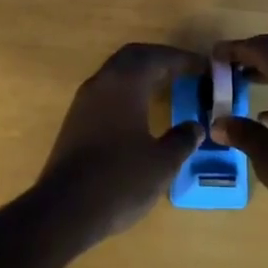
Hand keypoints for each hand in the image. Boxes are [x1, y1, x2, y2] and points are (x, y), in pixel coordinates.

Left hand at [39, 43, 203, 241]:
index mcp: (125, 83)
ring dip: (141, 72)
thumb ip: (182, 140)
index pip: (158, 57)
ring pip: (117, 72)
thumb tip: (195, 127)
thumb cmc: (119, 180)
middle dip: (160, 58)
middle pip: (133, 56)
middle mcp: (103, 82)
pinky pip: (107, 90)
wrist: (63, 211)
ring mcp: (84, 101)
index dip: (183, 59)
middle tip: (184, 70)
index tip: (204, 67)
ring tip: (165, 86)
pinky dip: (127, 89)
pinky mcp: (75, 120)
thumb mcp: (162, 163)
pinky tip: (138, 111)